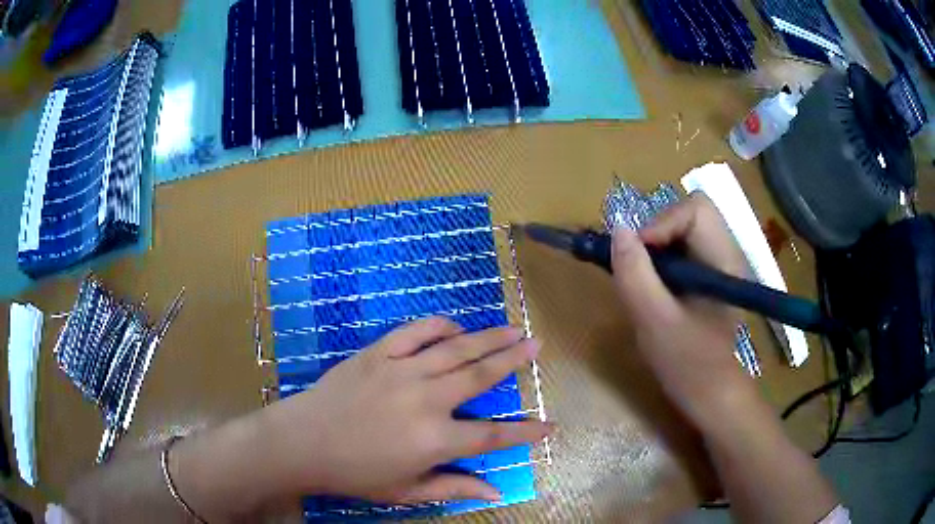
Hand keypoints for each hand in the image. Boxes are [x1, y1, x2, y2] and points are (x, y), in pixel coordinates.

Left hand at [258, 317, 549, 504]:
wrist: (302, 442)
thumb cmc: (355, 474)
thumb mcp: (406, 491)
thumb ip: (453, 489)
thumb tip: (495, 492)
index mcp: (434, 440)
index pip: (493, 436)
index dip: (525, 432)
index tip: (550, 425)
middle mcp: (425, 400)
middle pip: (481, 375)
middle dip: (514, 359)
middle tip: (536, 345)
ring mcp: (401, 371)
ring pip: (455, 348)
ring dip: (487, 337)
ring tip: (512, 328)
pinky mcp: (378, 353)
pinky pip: (415, 332)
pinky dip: (439, 326)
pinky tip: (455, 325)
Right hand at [611, 193, 751, 427]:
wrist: (710, 395)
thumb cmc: (688, 365)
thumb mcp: (654, 322)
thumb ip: (635, 274)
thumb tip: (618, 228)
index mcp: (723, 261)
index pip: (696, 210)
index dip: (662, 223)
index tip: (638, 254)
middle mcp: (725, 253)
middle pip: (689, 212)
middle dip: (657, 231)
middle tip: (638, 265)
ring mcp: (717, 264)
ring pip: (682, 229)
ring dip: (655, 246)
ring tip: (642, 278)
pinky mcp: (707, 275)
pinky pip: (681, 248)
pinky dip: (660, 258)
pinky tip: (652, 287)